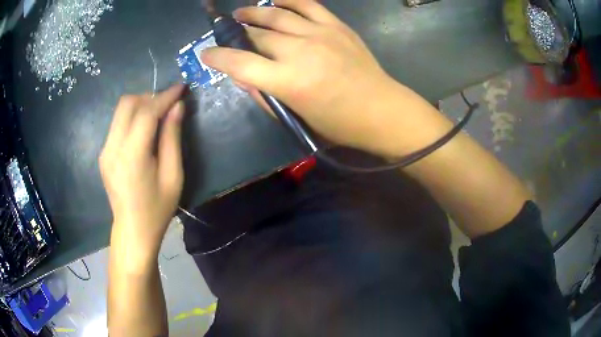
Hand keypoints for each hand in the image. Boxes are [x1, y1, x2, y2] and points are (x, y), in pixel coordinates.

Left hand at [100, 84, 184, 264]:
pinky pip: (117, 123)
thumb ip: (172, 137)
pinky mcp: (104, 153)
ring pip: (120, 110)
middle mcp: (113, 147)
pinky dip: (132, 118)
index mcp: (132, 155)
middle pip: (128, 103)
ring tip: (157, 116)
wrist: (132, 230)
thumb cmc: (157, 208)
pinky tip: (144, 131)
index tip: (181, 87)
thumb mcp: (173, 176)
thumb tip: (177, 107)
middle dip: (150, 97)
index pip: (146, 112)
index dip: (165, 96)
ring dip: (140, 105)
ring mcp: (105, 150)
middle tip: (168, 105)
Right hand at [201, 0, 414, 155]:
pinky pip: (307, 4)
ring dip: (254, 12)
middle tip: (227, 31)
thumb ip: (266, 97)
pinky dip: (288, 0)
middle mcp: (300, 51)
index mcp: (289, 82)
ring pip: (277, 15)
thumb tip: (244, 78)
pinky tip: (275, 0)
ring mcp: (320, 34)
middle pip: (257, 35)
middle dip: (237, 33)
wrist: (382, 110)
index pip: (240, 63)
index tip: (207, 54)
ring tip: (242, 12)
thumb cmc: (340, 124)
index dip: (218, 57)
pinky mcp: (336, 26)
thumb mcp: (298, 119)